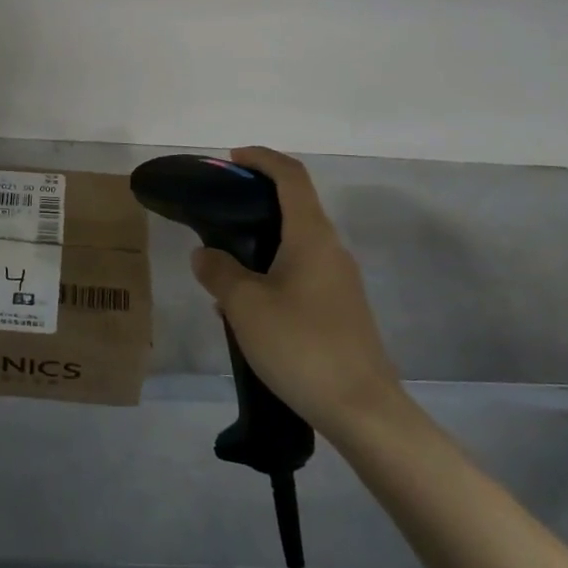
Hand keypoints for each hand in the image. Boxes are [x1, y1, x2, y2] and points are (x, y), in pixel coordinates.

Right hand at [189, 147, 409, 437]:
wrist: (361, 408)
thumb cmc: (301, 345)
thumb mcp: (245, 305)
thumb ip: (219, 271)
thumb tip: (205, 254)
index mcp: (311, 236)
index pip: (291, 176)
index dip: (261, 159)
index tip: (231, 159)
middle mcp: (331, 249)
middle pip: (294, 207)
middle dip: (255, 202)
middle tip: (217, 215)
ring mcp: (340, 281)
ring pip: (295, 244)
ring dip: (260, 243)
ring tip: (222, 266)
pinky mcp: (340, 309)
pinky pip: (300, 273)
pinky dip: (271, 272)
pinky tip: (246, 306)